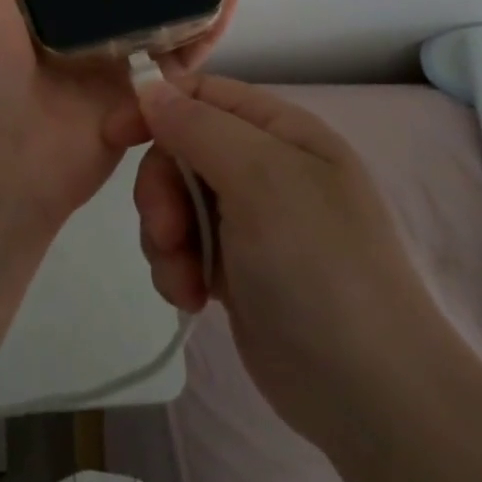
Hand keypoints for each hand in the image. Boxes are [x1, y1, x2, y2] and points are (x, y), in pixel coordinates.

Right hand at [133, 76, 455, 451]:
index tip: (114, 137)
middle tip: (165, 231)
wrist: (367, 392)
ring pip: (175, 202)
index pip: (203, 94)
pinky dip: (177, 268)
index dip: (156, 108)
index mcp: (281, 131)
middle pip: (181, 150)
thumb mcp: (260, 178)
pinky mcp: (236, 269)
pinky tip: (192, 299)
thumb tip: (150, 88)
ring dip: (166, 237)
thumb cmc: (317, 264)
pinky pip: (184, 247)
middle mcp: (266, 168)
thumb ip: (199, 126)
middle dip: (162, 189)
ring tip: (185, 279)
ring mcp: (251, 221)